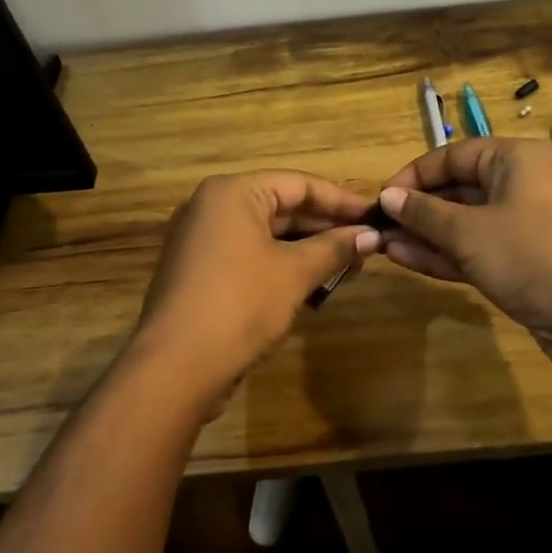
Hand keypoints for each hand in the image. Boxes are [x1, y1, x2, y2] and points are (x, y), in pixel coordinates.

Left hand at [132, 170, 380, 406]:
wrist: (176, 367)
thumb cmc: (241, 303)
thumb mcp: (295, 272)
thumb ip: (335, 248)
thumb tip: (372, 236)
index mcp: (233, 192)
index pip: (299, 184)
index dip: (342, 201)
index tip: (375, 217)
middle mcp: (212, 207)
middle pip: (282, 207)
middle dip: (326, 228)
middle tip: (366, 246)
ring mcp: (200, 241)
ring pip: (266, 234)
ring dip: (307, 249)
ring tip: (347, 267)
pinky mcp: (199, 272)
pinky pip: (249, 256)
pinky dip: (281, 265)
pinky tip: (312, 284)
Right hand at [377, 138, 551, 382]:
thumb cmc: (533, 255)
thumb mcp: (470, 232)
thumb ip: (425, 213)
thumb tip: (389, 196)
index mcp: (515, 159)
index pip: (453, 155)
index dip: (414, 175)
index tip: (381, 198)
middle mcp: (521, 185)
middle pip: (459, 189)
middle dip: (418, 209)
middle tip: (378, 227)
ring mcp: (524, 226)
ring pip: (466, 223)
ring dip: (427, 235)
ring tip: (383, 245)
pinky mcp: (525, 262)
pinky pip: (478, 249)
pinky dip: (447, 254)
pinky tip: (407, 260)